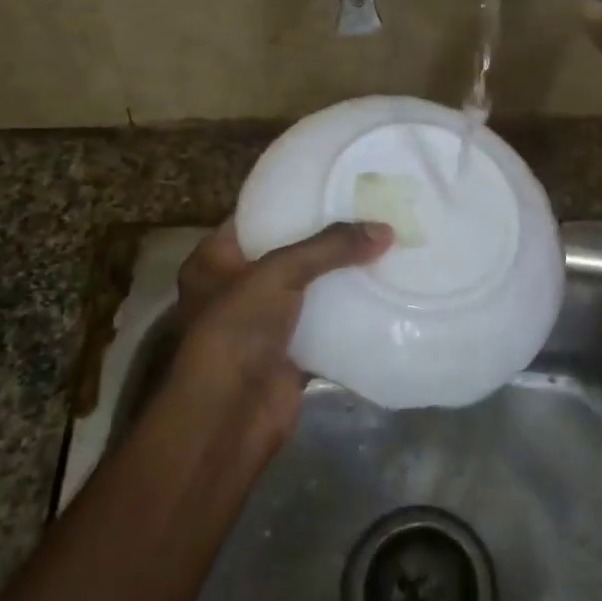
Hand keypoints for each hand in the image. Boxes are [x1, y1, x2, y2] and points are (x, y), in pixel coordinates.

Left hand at [167, 219, 391, 450]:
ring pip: (310, 289)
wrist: (229, 418)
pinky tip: (383, 291)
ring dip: (342, 275)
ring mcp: (265, 323)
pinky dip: (350, 313)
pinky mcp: (291, 352)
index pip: (256, 216)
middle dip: (327, 238)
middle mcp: (237, 287)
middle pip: (289, 252)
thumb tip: (385, 230)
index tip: (333, 182)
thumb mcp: (278, 272)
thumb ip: (330, 247)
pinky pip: (326, 324)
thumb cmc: (237, 331)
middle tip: (369, 212)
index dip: (292, 199)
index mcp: (215, 260)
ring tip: (384, 244)